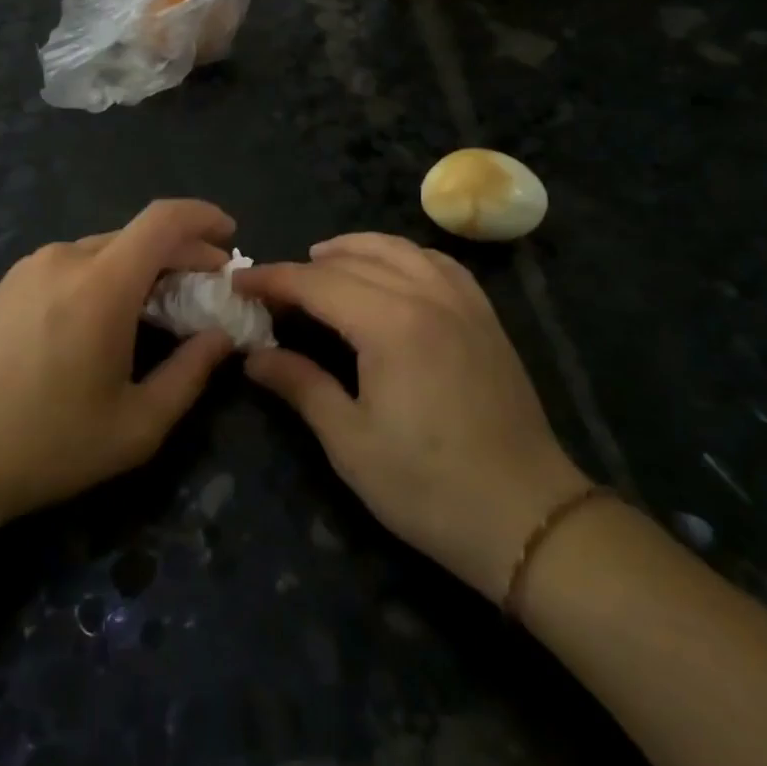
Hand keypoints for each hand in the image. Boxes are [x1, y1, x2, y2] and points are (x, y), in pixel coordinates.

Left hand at [0, 200, 238, 524]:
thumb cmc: (46, 444)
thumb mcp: (135, 425)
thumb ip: (190, 374)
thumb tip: (220, 336)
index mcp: (100, 284)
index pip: (163, 220)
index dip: (203, 217)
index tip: (230, 237)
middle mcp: (65, 258)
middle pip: (137, 235)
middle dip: (181, 253)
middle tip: (207, 289)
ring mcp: (30, 267)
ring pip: (105, 249)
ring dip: (142, 267)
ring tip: (159, 307)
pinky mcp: (8, 283)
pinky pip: (73, 264)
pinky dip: (106, 275)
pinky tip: (107, 316)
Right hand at [236, 234, 588, 601]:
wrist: (528, 517)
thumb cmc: (428, 486)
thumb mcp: (350, 442)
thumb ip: (300, 386)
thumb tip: (253, 356)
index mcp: (389, 324)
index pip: (316, 283)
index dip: (272, 279)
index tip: (238, 283)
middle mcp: (426, 296)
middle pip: (353, 262)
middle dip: (304, 268)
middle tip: (271, 287)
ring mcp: (462, 303)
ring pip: (399, 250)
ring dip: (353, 248)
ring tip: (322, 260)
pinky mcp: (485, 317)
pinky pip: (438, 264)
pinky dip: (403, 256)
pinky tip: (392, 270)